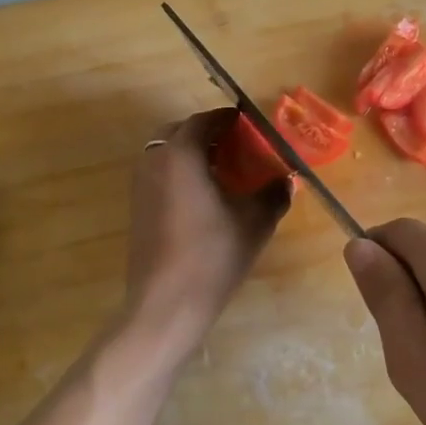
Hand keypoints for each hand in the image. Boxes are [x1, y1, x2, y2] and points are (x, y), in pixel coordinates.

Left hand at [123, 109, 290, 354]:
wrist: (164, 305)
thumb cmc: (211, 256)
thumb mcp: (254, 222)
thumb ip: (274, 193)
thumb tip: (288, 178)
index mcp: (180, 155)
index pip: (205, 121)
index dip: (230, 119)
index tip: (252, 125)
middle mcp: (154, 161)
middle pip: (180, 131)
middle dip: (209, 133)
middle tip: (239, 146)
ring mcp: (140, 186)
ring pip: (167, 153)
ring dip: (193, 153)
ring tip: (225, 170)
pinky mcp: (137, 208)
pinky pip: (160, 174)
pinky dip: (181, 172)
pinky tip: (206, 197)